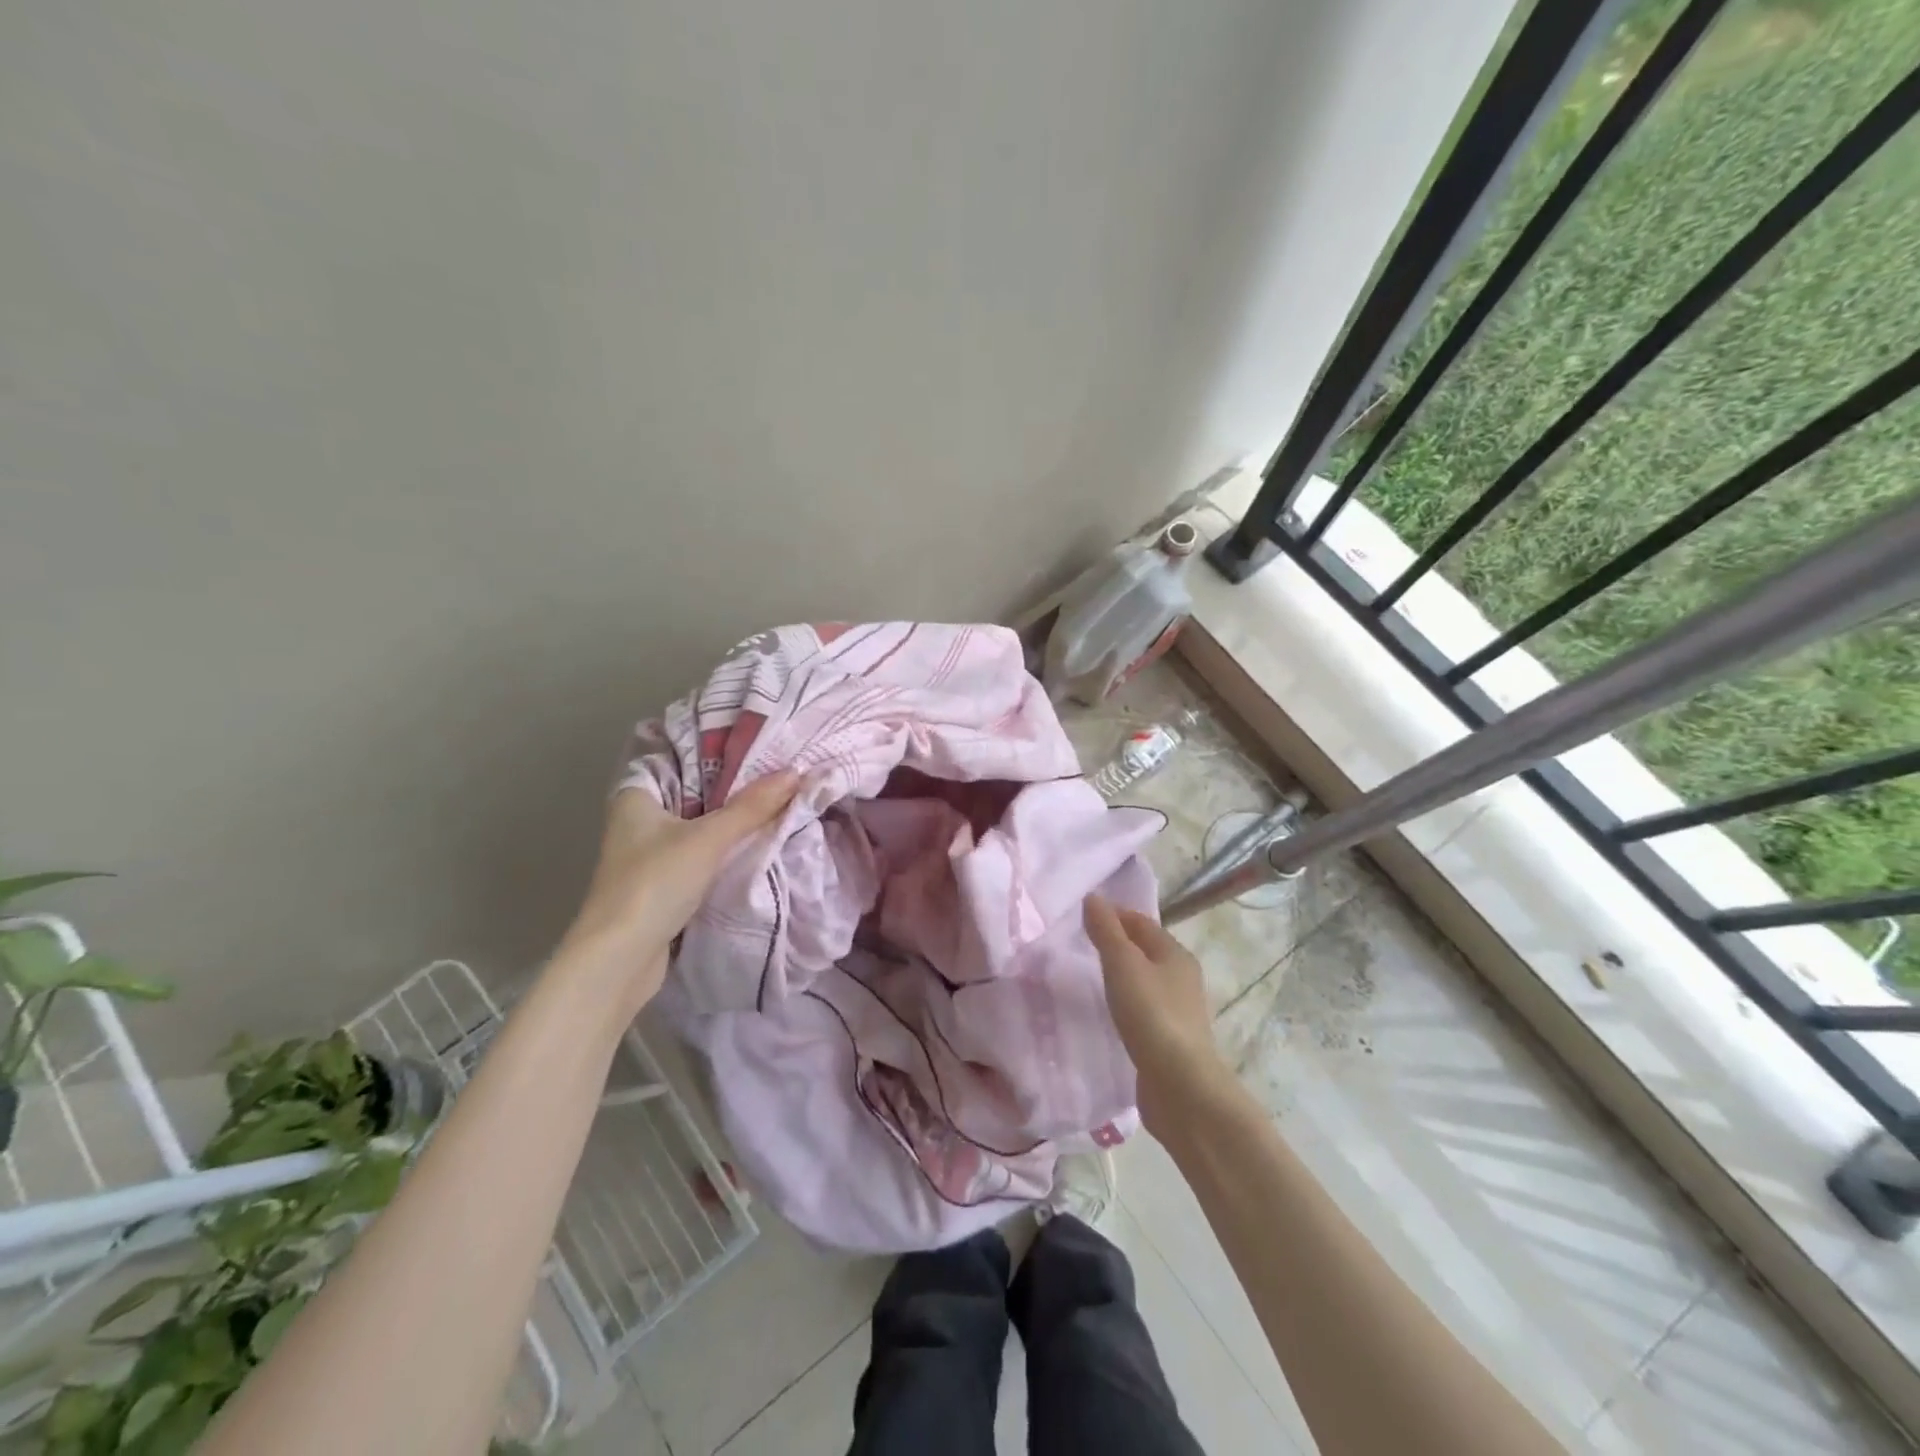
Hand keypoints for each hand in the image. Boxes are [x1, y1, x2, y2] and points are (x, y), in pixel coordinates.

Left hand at [558, 771, 800, 1013]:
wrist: (620, 960)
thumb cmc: (655, 883)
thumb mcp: (709, 839)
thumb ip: (752, 807)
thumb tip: (796, 773)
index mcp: (636, 797)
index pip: (684, 760)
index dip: (722, 752)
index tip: (764, 747)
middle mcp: (639, 820)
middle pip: (697, 794)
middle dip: (736, 789)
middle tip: (782, 773)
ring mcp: (650, 855)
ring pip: (701, 827)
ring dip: (734, 823)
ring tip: (780, 801)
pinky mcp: (663, 884)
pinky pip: (702, 856)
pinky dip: (726, 851)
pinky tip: (758, 843)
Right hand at [1083, 895, 1228, 1134]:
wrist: (1181, 1087)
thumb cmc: (1152, 1016)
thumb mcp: (1123, 965)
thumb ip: (1106, 931)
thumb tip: (1093, 898)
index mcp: (1175, 954)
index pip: (1141, 922)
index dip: (1114, 914)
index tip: (1083, 915)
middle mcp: (1182, 977)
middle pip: (1146, 950)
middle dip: (1118, 943)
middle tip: (1081, 944)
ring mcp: (1178, 1011)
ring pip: (1145, 980)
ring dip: (1122, 974)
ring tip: (1090, 976)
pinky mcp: (1170, 1040)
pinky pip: (1144, 1009)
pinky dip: (1126, 1002)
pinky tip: (1109, 1013)